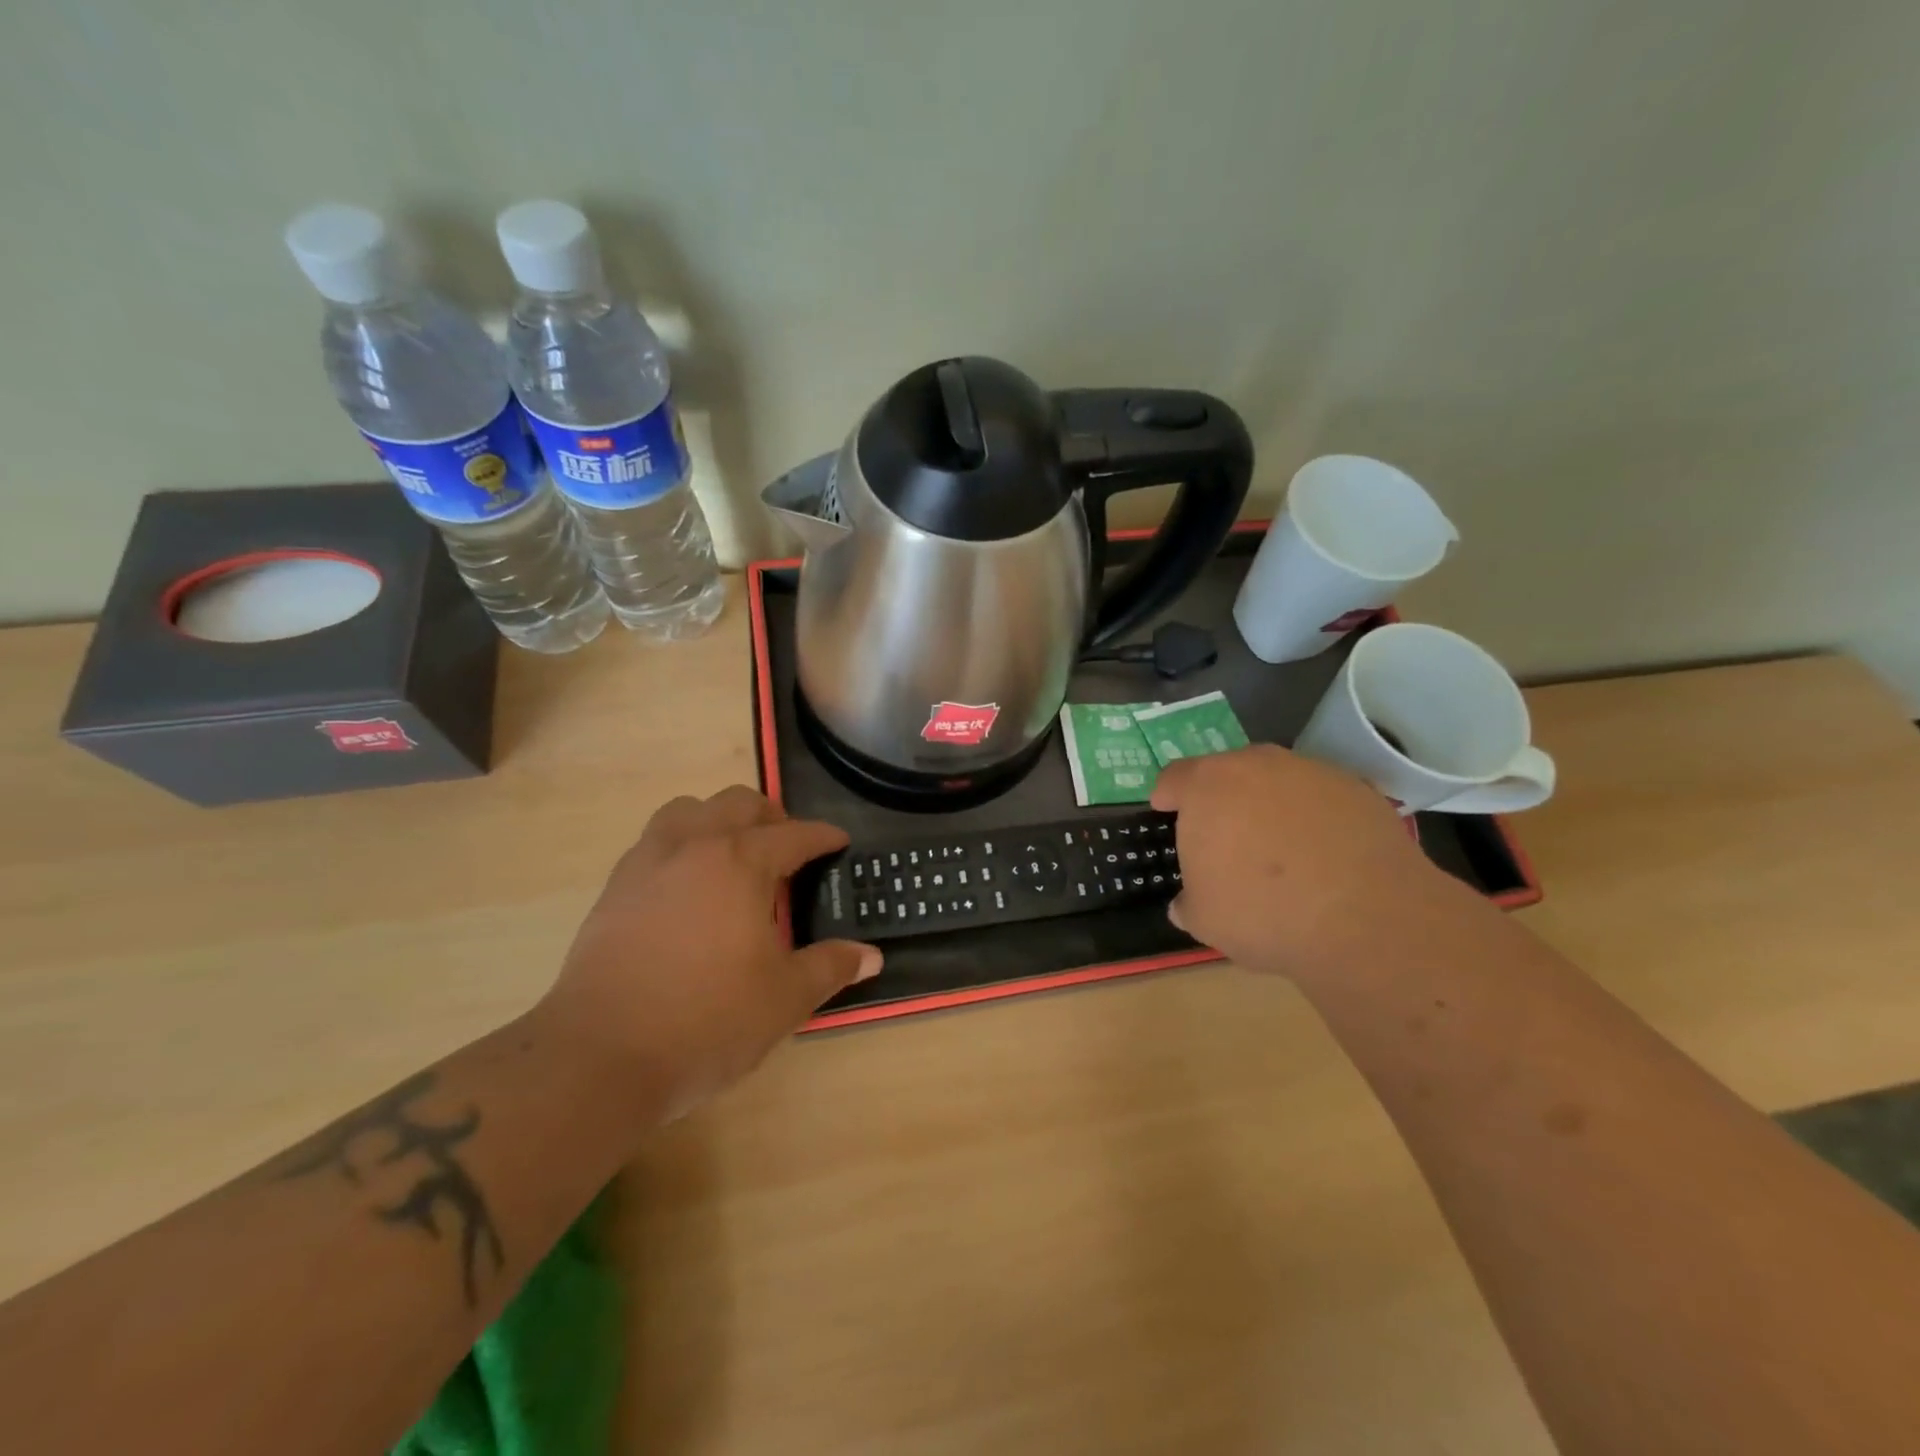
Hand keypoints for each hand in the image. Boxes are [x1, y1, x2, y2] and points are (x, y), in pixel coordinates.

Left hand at [542, 786, 879, 1118]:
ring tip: (734, 855)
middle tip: (788, 849)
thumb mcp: (785, 998)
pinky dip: (681, 844)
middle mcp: (693, 847)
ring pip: (688, 810)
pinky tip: (688, 886)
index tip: (838, 842)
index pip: (794, 835)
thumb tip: (871, 957)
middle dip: (771, 817)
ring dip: (718, 819)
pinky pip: (654, 841)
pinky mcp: (614, 888)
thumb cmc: (707, 1021)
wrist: (600, 1056)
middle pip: (737, 803)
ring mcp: (647, 863)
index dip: (822, 837)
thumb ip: (831, 967)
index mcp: (740, 862)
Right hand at [1151, 746, 1448, 976]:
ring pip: (1277, 782)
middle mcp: (1256, 766)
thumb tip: (1187, 904)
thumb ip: (1188, 902)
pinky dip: (1314, 818)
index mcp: (1207, 787)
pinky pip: (1320, 799)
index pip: (1175, 777)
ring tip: (1278, 848)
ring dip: (1270, 805)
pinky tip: (1322, 855)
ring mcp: (1310, 772)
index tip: (1166, 809)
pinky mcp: (1356, 789)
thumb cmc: (1263, 912)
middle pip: (1228, 772)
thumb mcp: (1205, 919)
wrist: (1365, 918)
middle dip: (1222, 799)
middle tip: (1225, 835)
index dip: (1168, 794)